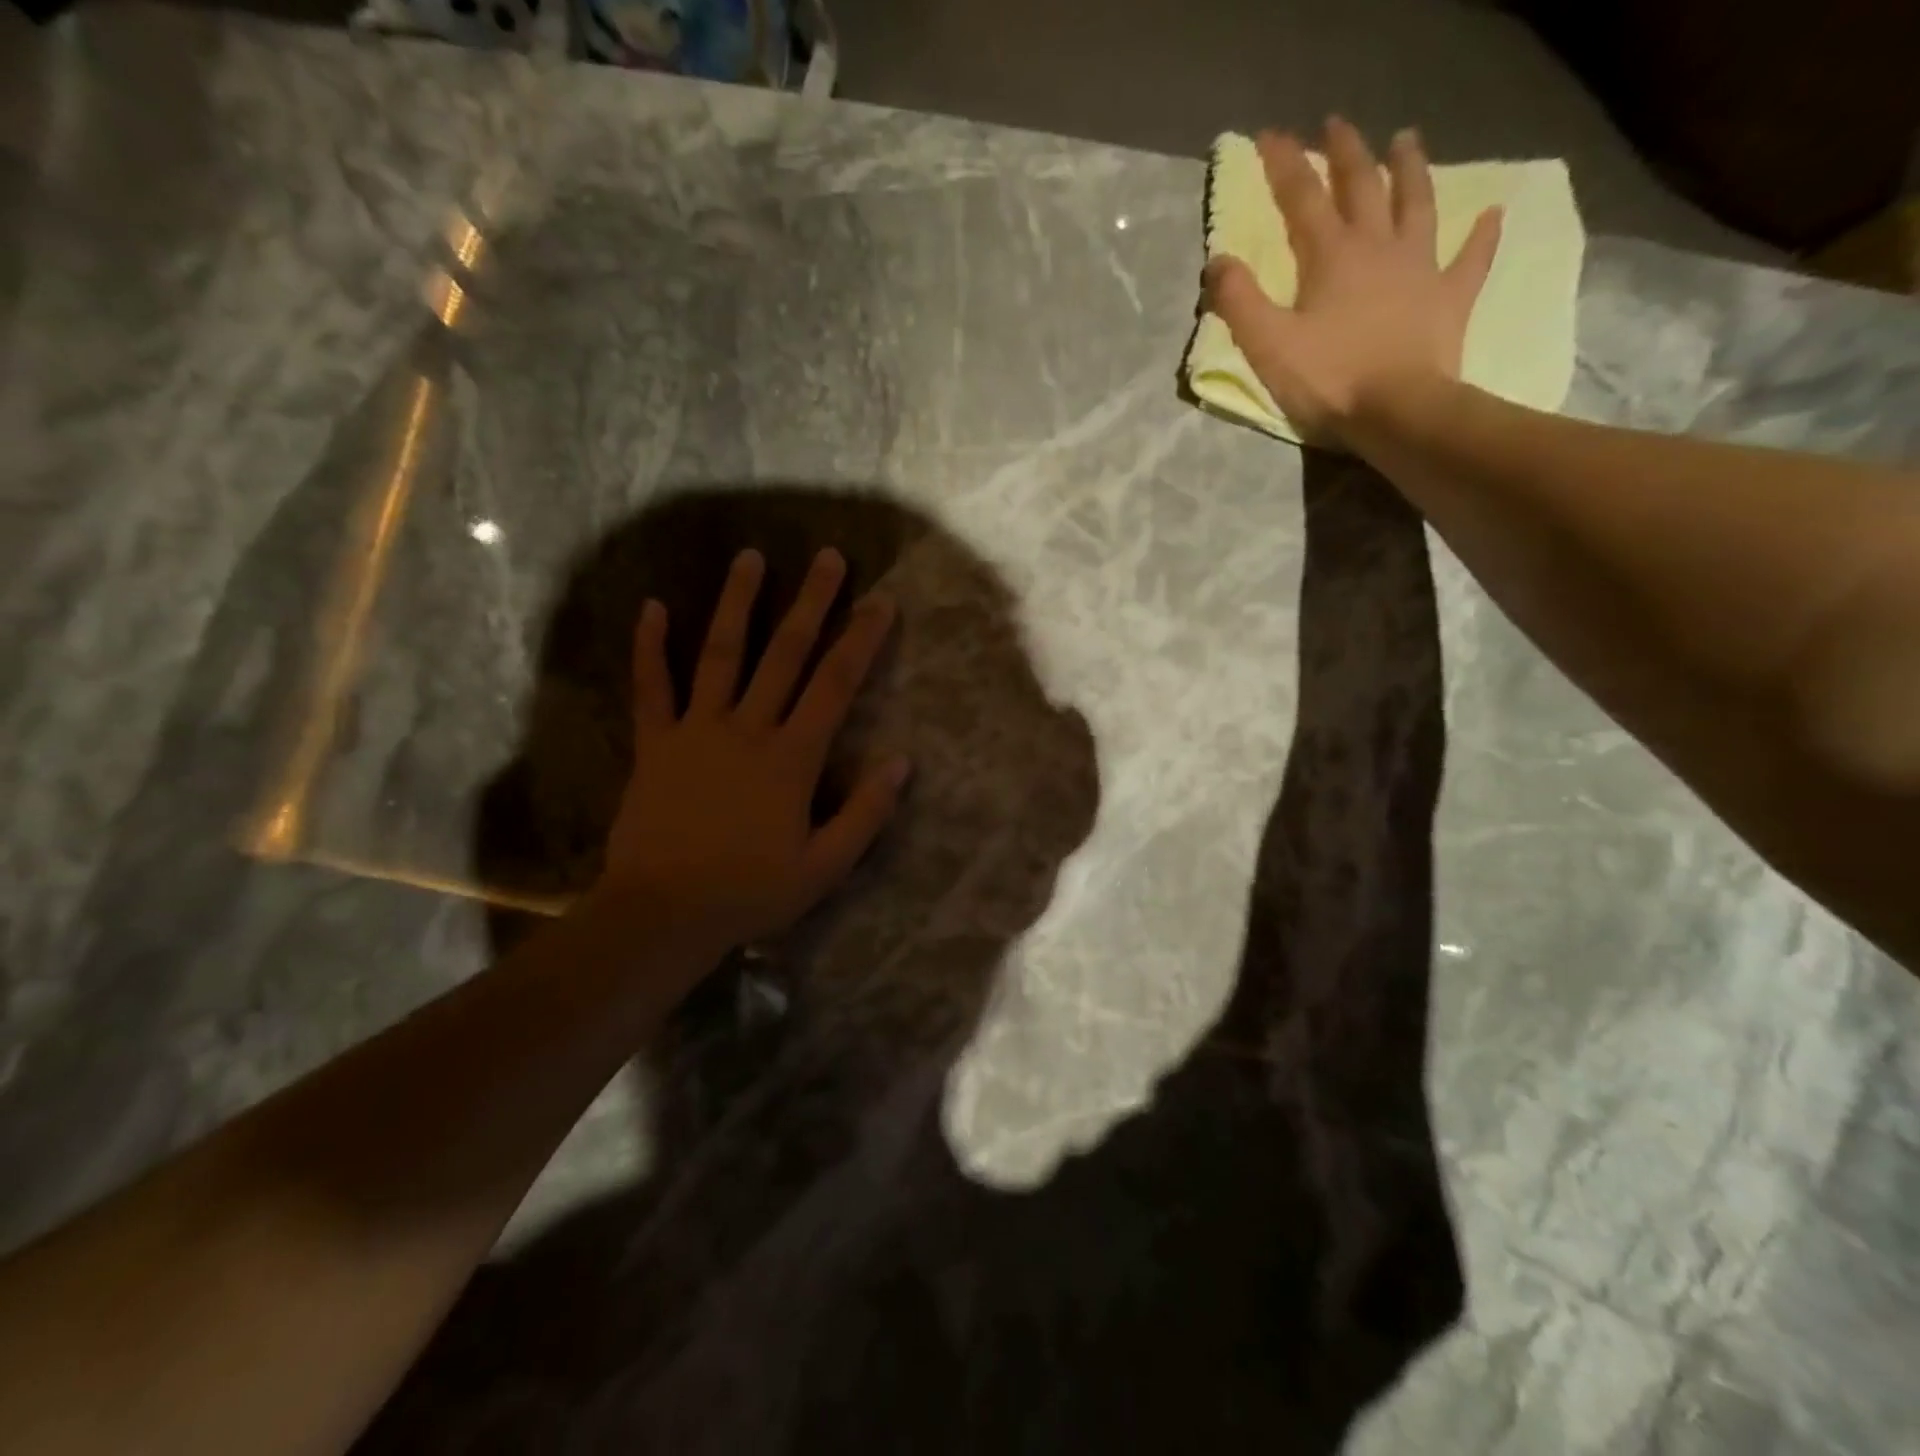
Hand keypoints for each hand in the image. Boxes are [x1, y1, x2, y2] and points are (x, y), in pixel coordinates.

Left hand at [595, 547, 908, 958]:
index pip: (835, 685)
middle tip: (826, 557)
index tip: (881, 601)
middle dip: (810, 602)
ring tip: (749, 557)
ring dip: (737, 603)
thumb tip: (901, 762)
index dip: (861, 640)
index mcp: (792, 757)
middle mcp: (748, 728)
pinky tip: (652, 607)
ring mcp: (697, 730)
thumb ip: (866, 813)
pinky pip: (652, 687)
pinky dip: (651, 647)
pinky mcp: (656, 742)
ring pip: (721, 654)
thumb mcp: (824, 866)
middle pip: (785, 654)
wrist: (663, 913)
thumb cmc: (750, 892)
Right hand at [1203, 118, 1502, 446]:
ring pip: (1416, 204)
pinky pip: (1470, 259)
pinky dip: (1481, 236)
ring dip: (1409, 169)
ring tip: (1406, 139)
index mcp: (1331, 257)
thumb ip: (1239, 302)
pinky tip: (1492, 216)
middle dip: (1346, 152)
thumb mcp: (1268, 345)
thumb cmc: (1329, 380)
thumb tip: (1217, 262)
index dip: (1284, 163)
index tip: (1270, 135)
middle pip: (1362, 185)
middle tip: (1336, 125)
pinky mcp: (1449, 298)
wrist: (1398, 412)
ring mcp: (1421, 268)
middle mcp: (1378, 247)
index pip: (1302, 197)